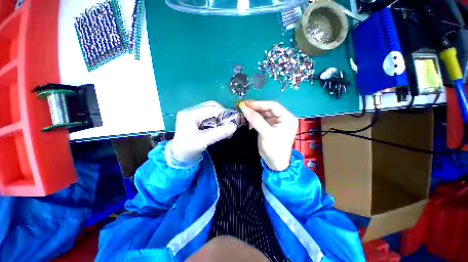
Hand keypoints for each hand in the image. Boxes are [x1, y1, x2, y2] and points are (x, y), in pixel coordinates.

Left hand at [172, 101, 236, 161]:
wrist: (179, 156)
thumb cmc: (188, 149)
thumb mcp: (204, 141)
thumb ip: (219, 133)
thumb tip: (234, 126)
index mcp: (190, 114)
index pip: (211, 108)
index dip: (224, 112)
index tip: (235, 120)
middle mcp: (191, 111)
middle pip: (211, 106)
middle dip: (223, 114)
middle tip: (230, 123)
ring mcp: (193, 114)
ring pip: (211, 111)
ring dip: (220, 118)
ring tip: (226, 127)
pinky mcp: (196, 119)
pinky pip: (209, 116)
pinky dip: (217, 121)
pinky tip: (220, 128)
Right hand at [239, 101, 297, 170]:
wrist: (274, 163)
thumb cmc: (275, 149)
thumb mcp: (267, 134)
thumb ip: (256, 120)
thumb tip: (244, 108)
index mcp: (287, 118)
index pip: (273, 106)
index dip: (259, 104)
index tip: (247, 103)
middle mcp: (282, 118)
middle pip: (267, 109)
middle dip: (255, 107)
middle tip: (243, 106)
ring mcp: (274, 122)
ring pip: (262, 113)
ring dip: (253, 112)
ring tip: (243, 111)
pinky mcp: (268, 126)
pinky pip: (259, 119)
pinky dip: (253, 118)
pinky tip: (246, 117)